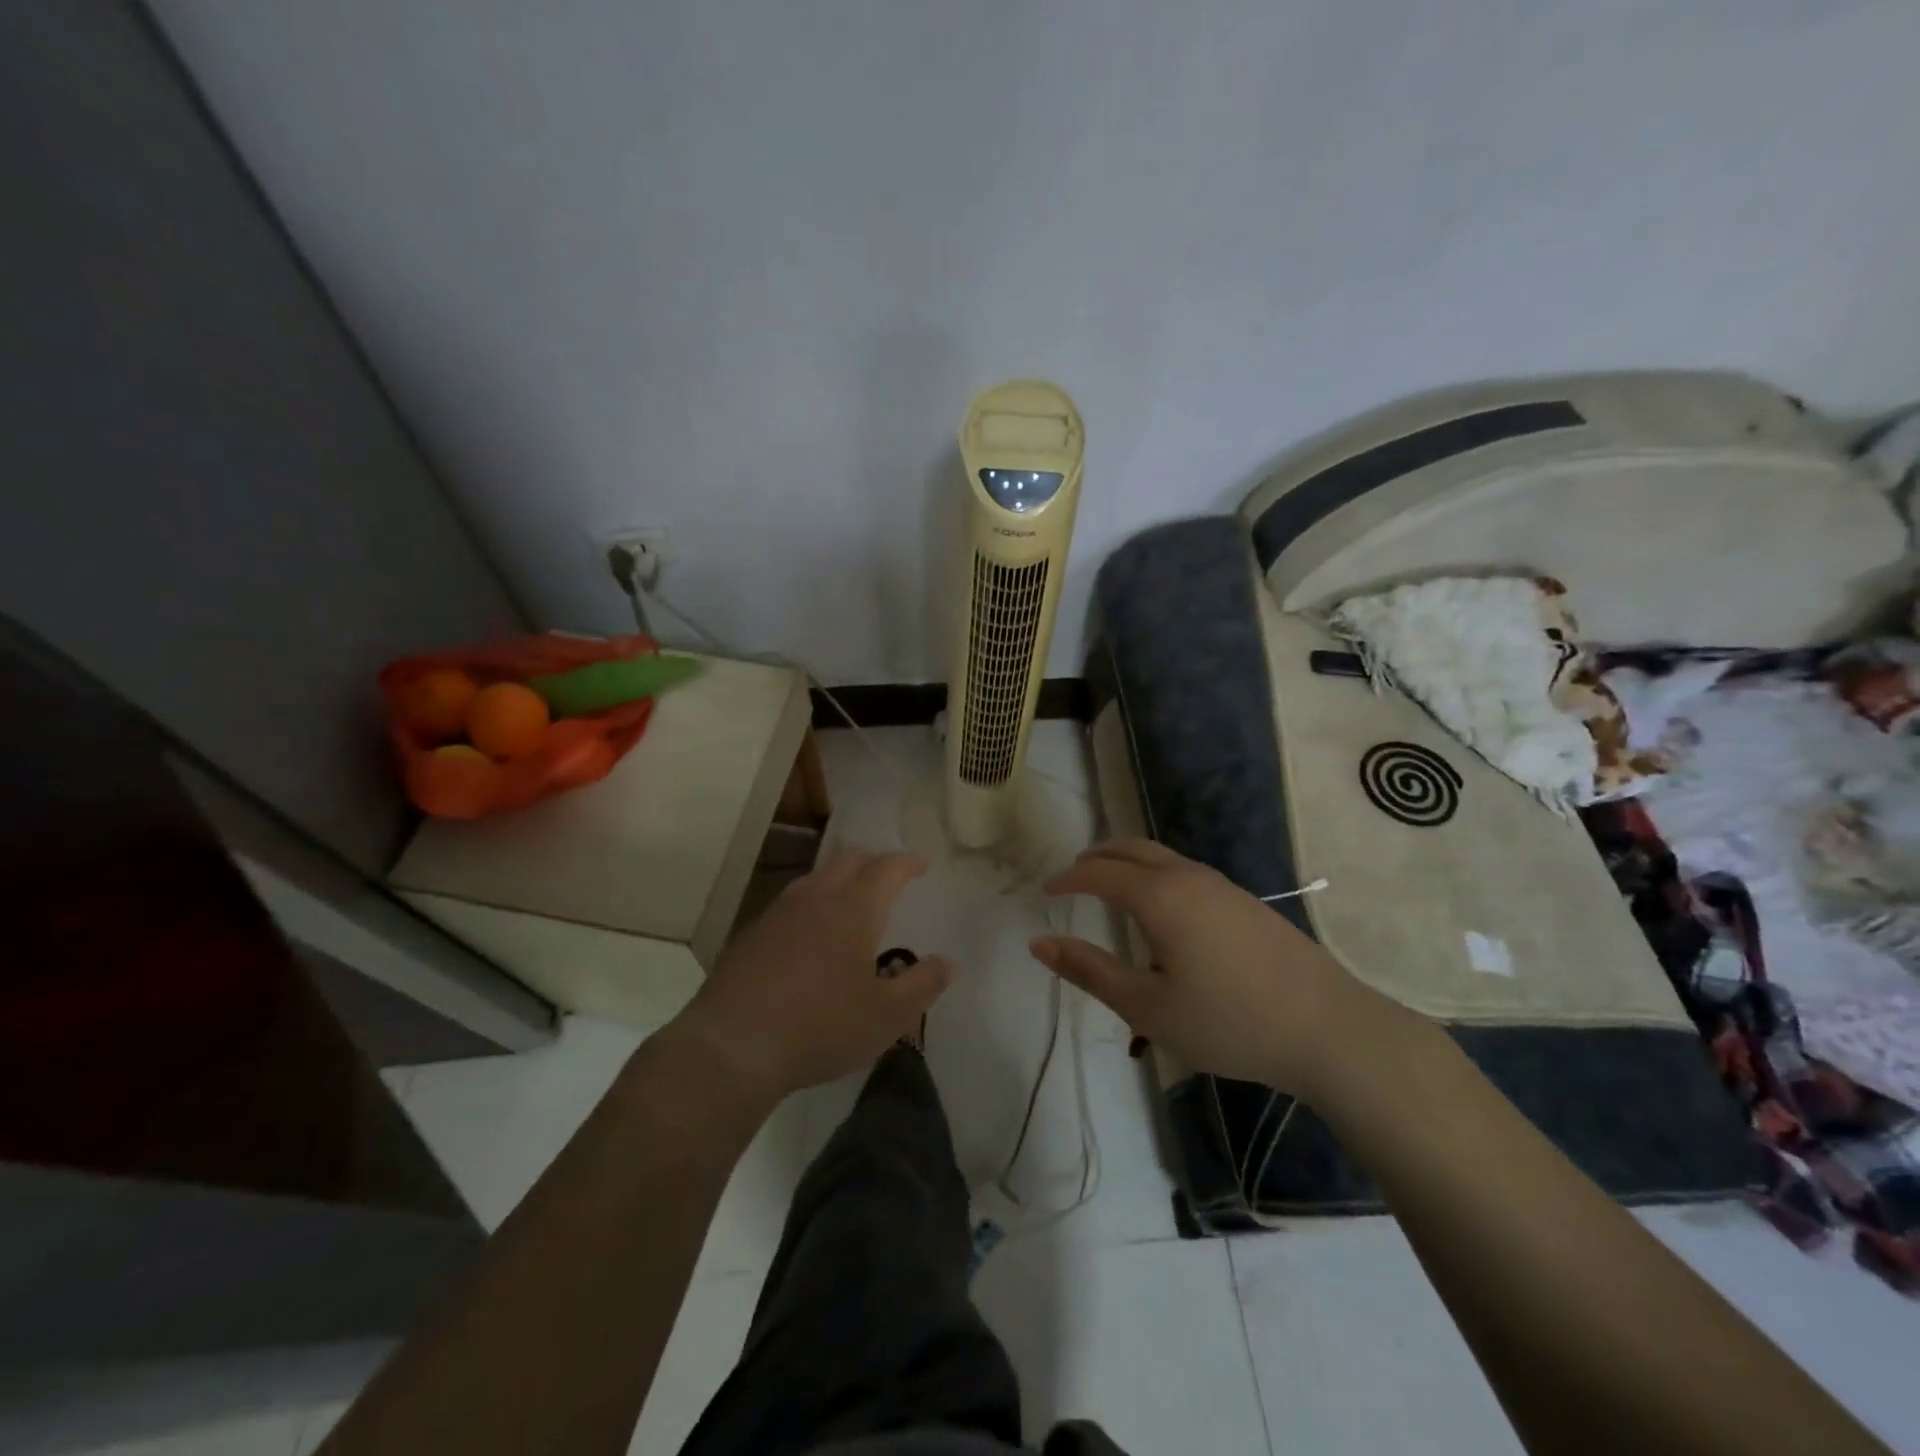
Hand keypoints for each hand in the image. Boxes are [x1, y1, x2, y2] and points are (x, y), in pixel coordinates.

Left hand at [672, 848, 952, 1101]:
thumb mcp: (887, 1016)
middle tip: (889, 874)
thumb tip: (947, 962)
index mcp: (852, 909)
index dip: (907, 863)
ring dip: (839, 878)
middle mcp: (815, 898)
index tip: (921, 864)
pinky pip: (791, 903)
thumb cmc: (820, 1026)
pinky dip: (812, 903)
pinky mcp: (751, 935)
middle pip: (848, 861)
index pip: (886, 869)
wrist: (732, 1046)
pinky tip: (809, 932)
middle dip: (874, 861)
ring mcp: (778, 914)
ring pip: (816, 878)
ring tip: (851, 897)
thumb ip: (922, 985)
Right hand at [1032, 838, 1392, 1094]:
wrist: (1329, 1029)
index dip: (1068, 878)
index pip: (1099, 873)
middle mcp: (1189, 876)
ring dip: (1128, 864)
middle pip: (1131, 849)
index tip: (1045, 891)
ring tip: (1110, 890)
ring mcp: (1223, 886)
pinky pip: (1185, 872)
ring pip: (1162, 857)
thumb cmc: (1228, 1021)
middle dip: (1097, 858)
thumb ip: (1090, 971)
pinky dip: (1156, 875)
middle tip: (1073, 877)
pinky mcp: (1246, 902)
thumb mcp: (1147, 1007)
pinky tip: (1162, 912)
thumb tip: (1039, 944)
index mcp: (1160, 896)